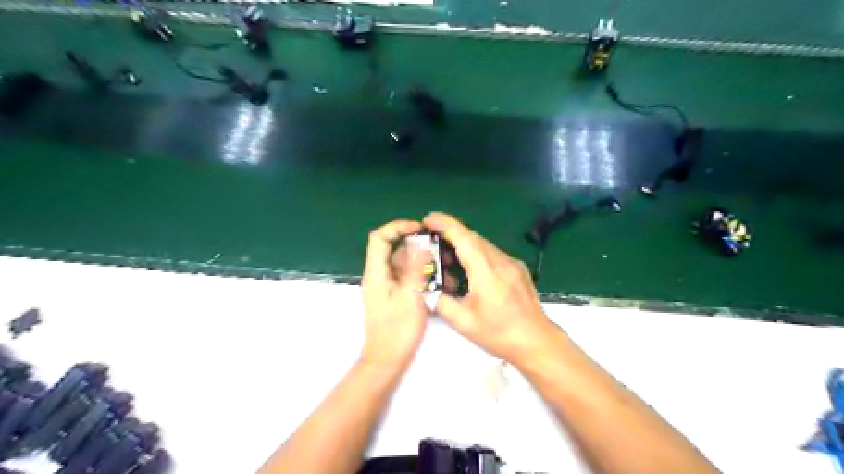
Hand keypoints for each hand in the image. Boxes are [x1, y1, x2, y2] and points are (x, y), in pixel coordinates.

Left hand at [360, 218, 430, 370]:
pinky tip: (437, 280)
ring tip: (442, 264)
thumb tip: (420, 242)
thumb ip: (415, 268)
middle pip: (392, 249)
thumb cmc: (398, 330)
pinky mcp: (393, 296)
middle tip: (437, 247)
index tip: (419, 229)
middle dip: (414, 244)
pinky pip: (405, 277)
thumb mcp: (410, 295)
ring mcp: (385, 286)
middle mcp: (378, 275)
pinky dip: (419, 274)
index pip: (380, 238)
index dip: (398, 227)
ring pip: (401, 264)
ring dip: (419, 260)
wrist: (387, 360)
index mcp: (376, 272)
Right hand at [422, 213, 558, 363]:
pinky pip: (493, 253)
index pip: (464, 238)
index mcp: (486, 271)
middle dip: (451, 233)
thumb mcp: (463, 322)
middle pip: (473, 237)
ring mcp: (512, 263)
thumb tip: (428, 291)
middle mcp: (501, 261)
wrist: (538, 341)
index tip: (428, 219)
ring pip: (483, 245)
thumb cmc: (500, 334)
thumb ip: (441, 303)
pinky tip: (469, 268)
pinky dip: (476, 254)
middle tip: (431, 239)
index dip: (445, 224)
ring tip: (447, 255)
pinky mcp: (518, 269)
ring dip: (463, 244)